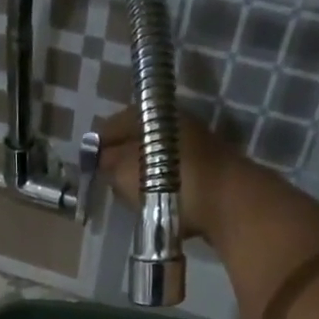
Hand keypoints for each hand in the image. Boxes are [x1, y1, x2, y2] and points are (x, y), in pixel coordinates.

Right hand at [95, 105, 270, 241]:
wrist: (229, 204)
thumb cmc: (171, 183)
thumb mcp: (125, 172)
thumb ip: (108, 163)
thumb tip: (102, 158)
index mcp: (155, 114)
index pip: (115, 123)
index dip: (98, 143)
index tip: (88, 164)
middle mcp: (177, 122)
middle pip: (139, 137)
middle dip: (122, 157)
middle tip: (108, 180)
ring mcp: (197, 145)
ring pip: (158, 156)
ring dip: (143, 172)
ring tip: (130, 194)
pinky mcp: (209, 169)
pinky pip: (174, 173)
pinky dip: (162, 184)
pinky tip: (155, 201)